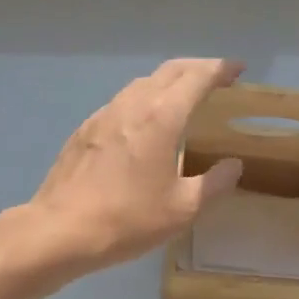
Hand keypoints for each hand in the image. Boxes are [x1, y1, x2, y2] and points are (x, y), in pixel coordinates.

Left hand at [28, 59, 246, 273]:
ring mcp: (104, 114)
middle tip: (217, 78)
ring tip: (184, 98)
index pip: (197, 78)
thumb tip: (233, 166)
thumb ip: (214, 184)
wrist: (60, 230)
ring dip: (168, 82)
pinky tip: (145, 124)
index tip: (238, 68)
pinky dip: (144, 100)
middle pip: (169, 71)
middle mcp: (133, 105)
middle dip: (197, 67)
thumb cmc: (128, 219)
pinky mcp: (85, 129)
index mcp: (162, 117)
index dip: (220, 69)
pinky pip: (122, 102)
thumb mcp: (183, 209)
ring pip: (142, 83)